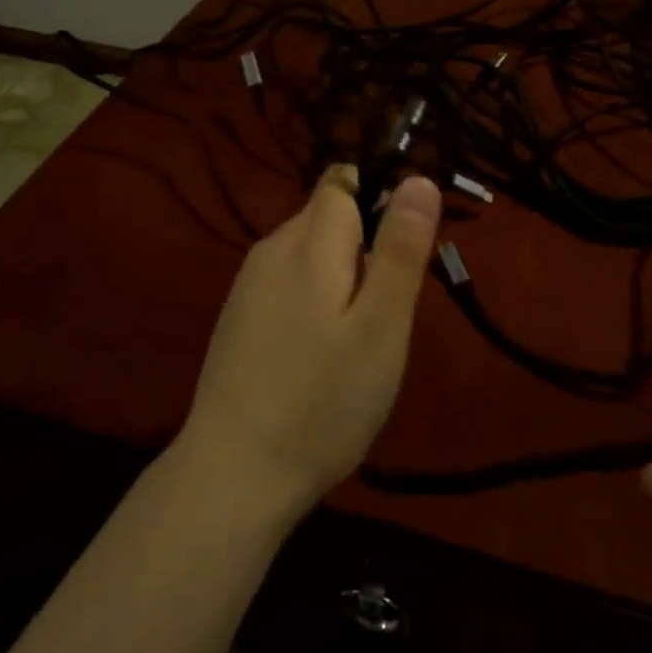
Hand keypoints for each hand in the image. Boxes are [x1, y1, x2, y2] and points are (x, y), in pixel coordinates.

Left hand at [177, 168, 441, 520]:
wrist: (233, 474)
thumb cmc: (321, 401)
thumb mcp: (381, 328)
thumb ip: (399, 249)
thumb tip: (418, 178)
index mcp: (307, 241)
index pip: (344, 180)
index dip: (381, 198)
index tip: (402, 252)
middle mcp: (272, 248)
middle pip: (329, 216)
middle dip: (366, 247)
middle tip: (386, 315)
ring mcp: (249, 283)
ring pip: (311, 253)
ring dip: (342, 279)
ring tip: (356, 344)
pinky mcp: (239, 315)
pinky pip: (289, 284)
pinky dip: (314, 303)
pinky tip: (319, 359)